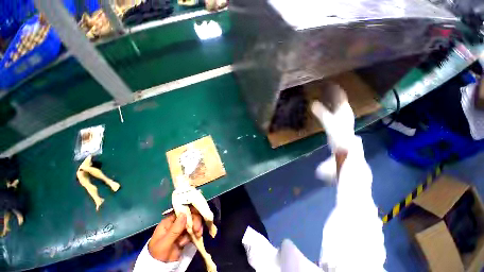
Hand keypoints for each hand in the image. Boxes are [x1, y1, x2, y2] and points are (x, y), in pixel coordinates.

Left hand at [148, 209, 202, 261]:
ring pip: (193, 222)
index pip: (181, 211)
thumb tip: (184, 214)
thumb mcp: (164, 243)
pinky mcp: (186, 236)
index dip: (190, 211)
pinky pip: (193, 230)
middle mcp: (176, 223)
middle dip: (195, 221)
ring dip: (196, 227)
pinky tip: (197, 238)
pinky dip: (196, 233)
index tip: (195, 216)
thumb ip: (174, 229)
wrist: (159, 268)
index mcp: (169, 221)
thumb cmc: (158, 254)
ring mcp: (181, 229)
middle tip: (197, 229)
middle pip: (189, 216)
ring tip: (198, 235)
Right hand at [311, 83, 354, 151]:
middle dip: (332, 93)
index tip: (327, 83)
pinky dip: (330, 106)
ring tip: (323, 96)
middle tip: (323, 88)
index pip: (340, 94)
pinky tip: (326, 108)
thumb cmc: (337, 131)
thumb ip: (320, 112)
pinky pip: (335, 110)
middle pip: (339, 98)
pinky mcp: (339, 121)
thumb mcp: (327, 121)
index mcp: (344, 108)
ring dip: (331, 99)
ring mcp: (343, 116)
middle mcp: (345, 110)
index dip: (335, 88)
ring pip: (337, 104)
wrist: (343, 144)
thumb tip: (312, 103)